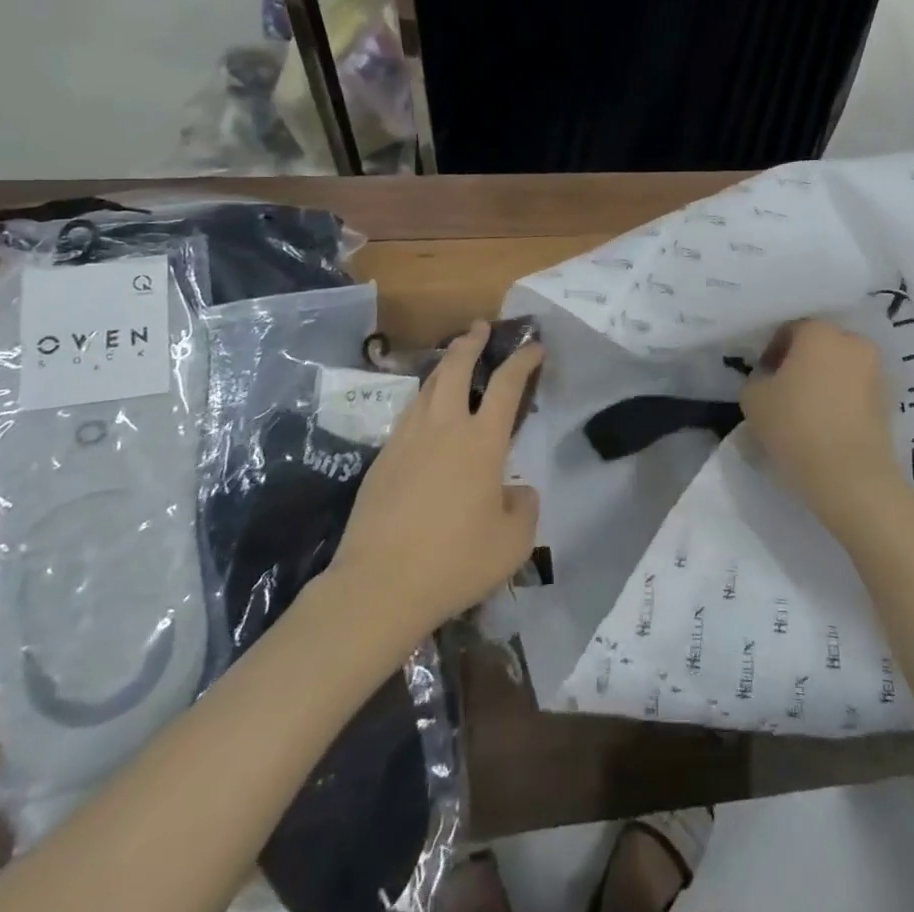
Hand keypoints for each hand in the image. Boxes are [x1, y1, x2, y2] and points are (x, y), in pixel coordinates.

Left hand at [330, 322, 542, 643]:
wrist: (379, 585)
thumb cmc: (455, 561)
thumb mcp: (513, 542)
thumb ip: (524, 507)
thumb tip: (517, 490)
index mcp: (481, 440)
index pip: (506, 384)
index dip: (523, 359)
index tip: (534, 345)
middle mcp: (444, 427)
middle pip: (455, 368)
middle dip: (471, 343)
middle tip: (480, 328)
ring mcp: (407, 439)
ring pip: (427, 387)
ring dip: (444, 366)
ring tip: (453, 361)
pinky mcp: (382, 459)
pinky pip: (408, 415)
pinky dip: (423, 401)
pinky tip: (426, 415)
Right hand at [740, 319, 904, 541]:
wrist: (851, 476)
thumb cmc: (795, 425)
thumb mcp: (753, 398)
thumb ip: (756, 379)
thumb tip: (767, 379)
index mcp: (820, 331)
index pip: (790, 329)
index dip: (772, 351)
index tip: (764, 377)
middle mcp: (853, 342)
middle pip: (820, 345)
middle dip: (801, 362)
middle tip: (784, 391)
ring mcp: (877, 371)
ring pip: (841, 367)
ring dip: (824, 381)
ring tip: (807, 411)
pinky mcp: (889, 402)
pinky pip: (857, 391)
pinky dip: (842, 400)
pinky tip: (827, 425)